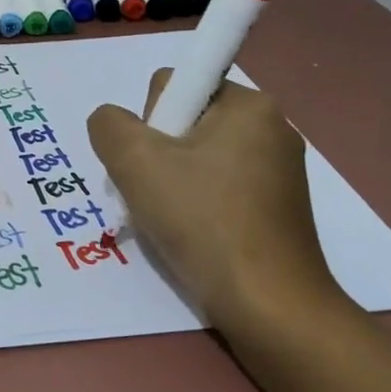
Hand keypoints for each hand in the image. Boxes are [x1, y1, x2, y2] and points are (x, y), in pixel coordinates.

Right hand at [87, 70, 338, 333]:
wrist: (269, 305)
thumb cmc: (203, 220)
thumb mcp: (135, 162)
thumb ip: (109, 126)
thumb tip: (112, 123)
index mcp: (250, 105)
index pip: (177, 86)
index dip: (152, 121)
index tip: (156, 164)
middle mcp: (272, 128)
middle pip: (187, 123)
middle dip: (159, 155)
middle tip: (156, 195)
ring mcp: (281, 172)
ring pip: (200, 159)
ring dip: (174, 183)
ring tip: (171, 221)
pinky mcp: (280, 209)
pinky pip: (221, 188)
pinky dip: (199, 206)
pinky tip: (192, 236)